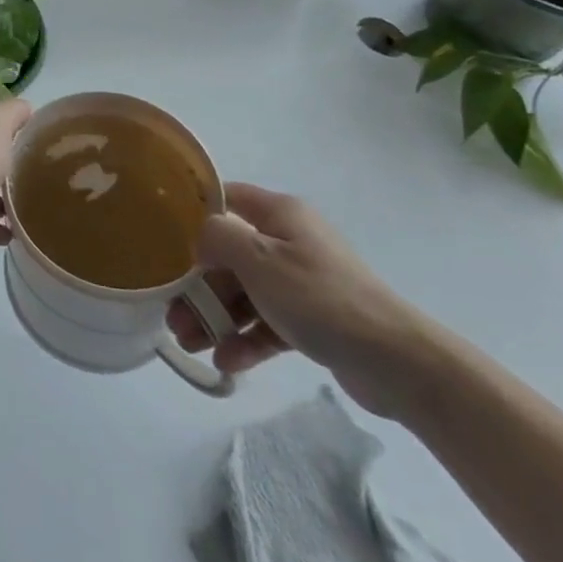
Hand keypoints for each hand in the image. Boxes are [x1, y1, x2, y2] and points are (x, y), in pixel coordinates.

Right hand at [167, 183, 441, 416]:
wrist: (397, 362)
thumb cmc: (320, 297)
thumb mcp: (259, 258)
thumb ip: (218, 238)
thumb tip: (201, 238)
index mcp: (280, 214)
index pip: (227, 198)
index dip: (195, 213)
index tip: (165, 237)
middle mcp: (289, 241)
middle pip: (231, 255)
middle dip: (199, 285)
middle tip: (172, 314)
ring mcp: (302, 282)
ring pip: (246, 293)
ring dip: (216, 316)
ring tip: (190, 345)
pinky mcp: (313, 320)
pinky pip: (268, 323)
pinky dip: (246, 339)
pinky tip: (226, 362)